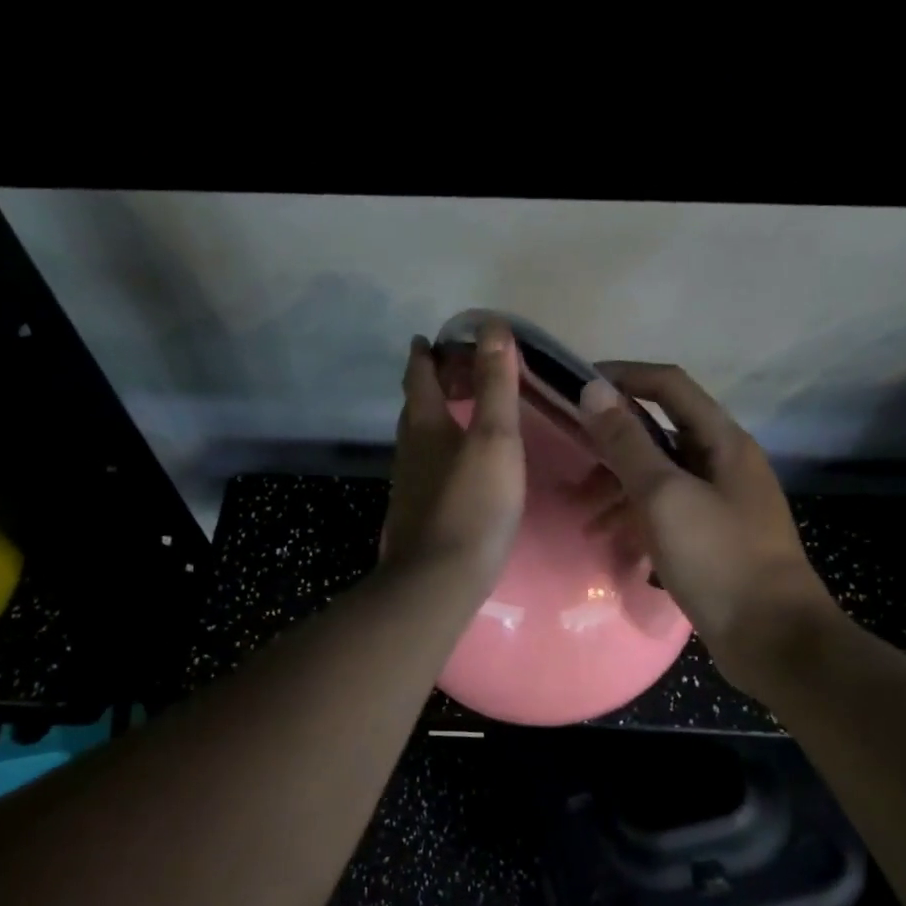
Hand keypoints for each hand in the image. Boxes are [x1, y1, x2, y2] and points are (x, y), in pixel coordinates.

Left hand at [380, 320, 524, 593]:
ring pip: (419, 438)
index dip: (424, 354)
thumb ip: (495, 384)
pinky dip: (441, 451)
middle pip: (415, 405)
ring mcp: (410, 484)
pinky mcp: (418, 512)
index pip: (418, 376)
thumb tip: (492, 326)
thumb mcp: (494, 438)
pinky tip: (459, 466)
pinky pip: (427, 466)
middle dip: (430, 383)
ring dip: (435, 418)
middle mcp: (410, 449)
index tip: (428, 339)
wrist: (439, 579)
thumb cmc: (473, 503)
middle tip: (454, 371)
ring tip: (460, 412)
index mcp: (425, 424)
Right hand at [578, 363, 830, 694]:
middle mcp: (723, 462)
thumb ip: (627, 443)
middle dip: (613, 442)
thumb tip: (594, 390)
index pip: (669, 385)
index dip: (623, 376)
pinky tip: (609, 538)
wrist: (773, 639)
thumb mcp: (664, 496)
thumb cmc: (719, 559)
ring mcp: (720, 501)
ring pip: (659, 475)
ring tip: (583, 514)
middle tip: (572, 458)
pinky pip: (666, 510)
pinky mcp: (713, 536)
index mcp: (722, 441)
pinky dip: (635, 516)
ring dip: (619, 485)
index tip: (577, 386)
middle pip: (660, 431)